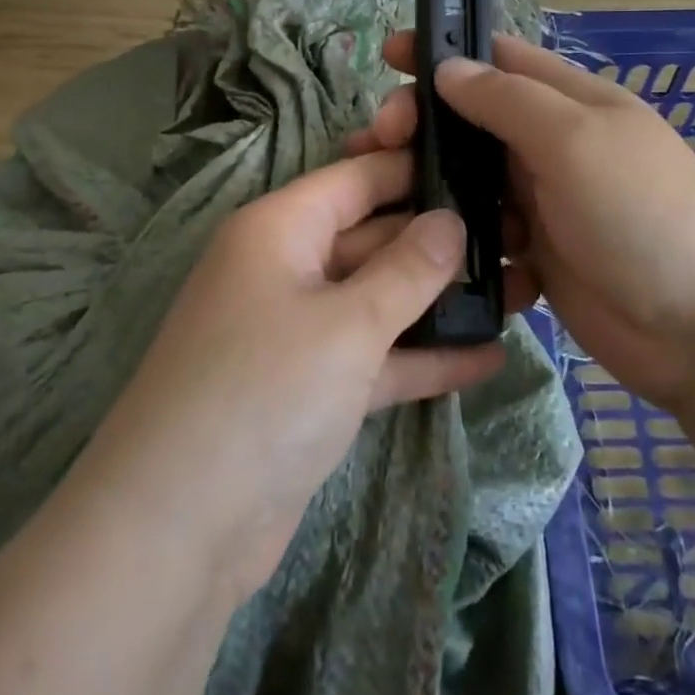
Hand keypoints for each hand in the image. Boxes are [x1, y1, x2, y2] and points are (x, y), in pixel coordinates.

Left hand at [77, 148, 505, 601]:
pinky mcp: (308, 387)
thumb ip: (407, 269)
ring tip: (516, 293)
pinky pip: (372, 356)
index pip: (358, 177)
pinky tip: (486, 358)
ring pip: (378, 298)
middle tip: (517, 237)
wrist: (177, 530)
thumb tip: (450, 220)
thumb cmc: (265, 392)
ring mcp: (296, 330)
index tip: (483, 165)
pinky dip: (420, 357)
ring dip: (439, 301)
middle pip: (373, 236)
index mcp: (280, 228)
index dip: (416, 167)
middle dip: (440, 241)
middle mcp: (286, 267)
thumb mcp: (348, 323)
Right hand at [351, 34, 694, 410]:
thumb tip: (447, 68)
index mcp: (568, 102)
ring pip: (470, 179)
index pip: (495, 58)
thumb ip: (507, 101)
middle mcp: (551, 145)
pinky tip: (426, 248)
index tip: (388, 55)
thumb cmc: (643, 214)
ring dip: (429, 183)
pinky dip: (455, 237)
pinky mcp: (537, 255)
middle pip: (471, 120)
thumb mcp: (575, 141)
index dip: (442, 51)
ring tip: (384, 197)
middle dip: (422, 123)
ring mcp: (543, 202)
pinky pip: (482, 234)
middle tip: (376, 141)